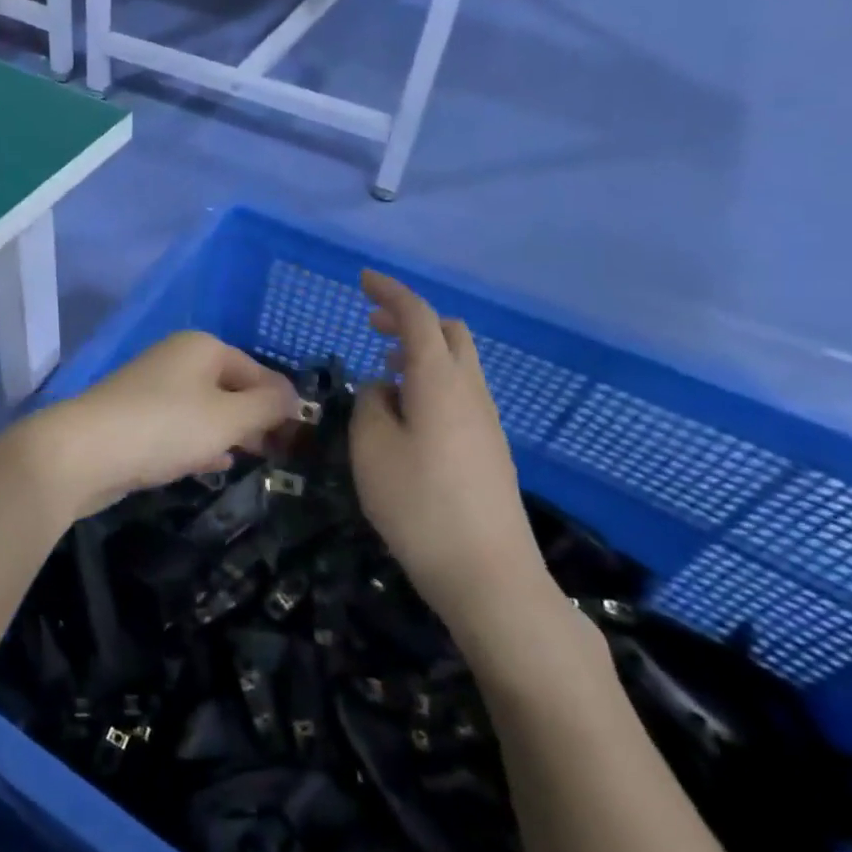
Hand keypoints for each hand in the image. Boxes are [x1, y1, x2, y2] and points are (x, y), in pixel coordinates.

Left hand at [33, 332, 298, 518]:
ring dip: (230, 433)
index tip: (302, 440)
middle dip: (257, 419)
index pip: (260, 372)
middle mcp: (178, 359)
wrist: (84, 452)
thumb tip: (294, 398)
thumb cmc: (165, 427)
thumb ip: (268, 406)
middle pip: (232, 388)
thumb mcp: (228, 418)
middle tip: (281, 455)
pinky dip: (200, 443)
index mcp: (203, 347)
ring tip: (254, 461)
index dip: (284, 403)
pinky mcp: (135, 418)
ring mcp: (153, 388)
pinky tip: (215, 466)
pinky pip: (181, 427)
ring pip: (206, 410)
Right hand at [349, 271, 557, 639]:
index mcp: (439, 381)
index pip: (417, 317)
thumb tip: (383, 389)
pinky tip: (406, 411)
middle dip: (409, 318)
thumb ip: (371, 405)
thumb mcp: (371, 448)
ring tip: (383, 366)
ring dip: (421, 350)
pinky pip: (460, 391)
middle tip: (370, 324)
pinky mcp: (489, 447)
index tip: (362, 279)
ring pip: (457, 362)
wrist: (487, 573)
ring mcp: (486, 420)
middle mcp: (470, 391)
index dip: (390, 292)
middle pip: (448, 332)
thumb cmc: (418, 504)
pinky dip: (431, 379)